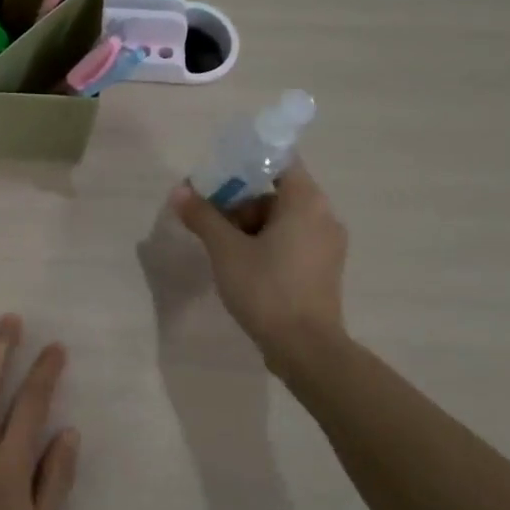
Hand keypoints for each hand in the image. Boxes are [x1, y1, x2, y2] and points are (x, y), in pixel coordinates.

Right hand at [168, 159, 348, 370]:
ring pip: (283, 220)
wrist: (305, 348)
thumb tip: (180, 191)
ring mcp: (328, 244)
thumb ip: (203, 216)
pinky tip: (242, 266)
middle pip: (277, 192)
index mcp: (306, 202)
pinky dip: (267, 244)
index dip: (245, 164)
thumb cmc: (266, 289)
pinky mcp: (324, 269)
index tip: (217, 179)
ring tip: (221, 248)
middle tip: (210, 220)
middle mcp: (324, 216)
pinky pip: (292, 241)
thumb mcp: (226, 250)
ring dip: (250, 226)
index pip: (279, 162)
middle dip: (240, 202)